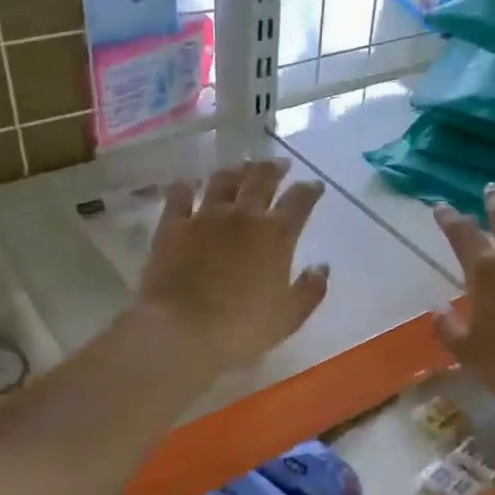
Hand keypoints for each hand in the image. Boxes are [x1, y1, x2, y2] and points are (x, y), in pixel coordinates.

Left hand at [135, 158, 329, 373]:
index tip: (315, 186)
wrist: (183, 330)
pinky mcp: (172, 226)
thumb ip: (310, 290)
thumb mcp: (289, 316)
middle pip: (261, 180)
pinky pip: (179, 196)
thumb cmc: (243, 328)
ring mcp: (204, 217)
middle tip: (280, 164)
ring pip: (222, 180)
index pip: (299, 202)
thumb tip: (322, 267)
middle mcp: (242, 216)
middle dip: (274, 169)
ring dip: (236, 170)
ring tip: (242, 165)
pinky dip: (185, 186)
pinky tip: (188, 182)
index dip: (309, 190)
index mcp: (276, 235)